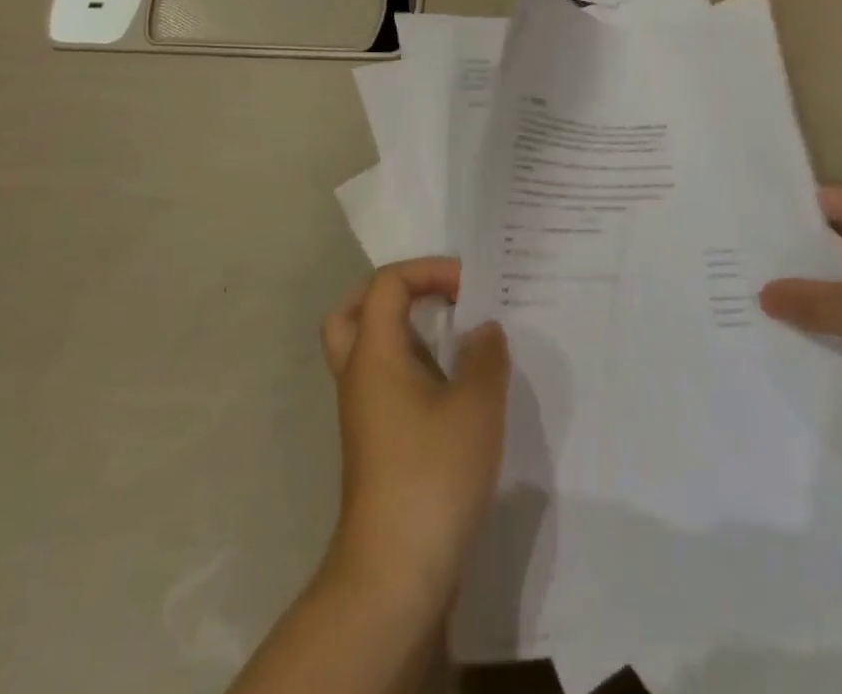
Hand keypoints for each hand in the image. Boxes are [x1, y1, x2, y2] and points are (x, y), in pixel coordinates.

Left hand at [318, 258, 509, 614]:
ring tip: (453, 337)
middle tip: (434, 298)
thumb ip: (486, 355)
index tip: (470, 288)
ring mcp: (364, 413)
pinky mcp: (377, 443)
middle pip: (354, 312)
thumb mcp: (476, 405)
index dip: (428, 271)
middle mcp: (359, 376)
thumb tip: (484, 329)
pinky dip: (413, 367)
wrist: (395, 571)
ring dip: (405, 332)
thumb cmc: (432, 473)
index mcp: (374, 354)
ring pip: (368, 350)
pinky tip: (456, 385)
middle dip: (395, 295)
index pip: (386, 283)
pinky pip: (385, 382)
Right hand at [760, 185, 841, 410]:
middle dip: (797, 255)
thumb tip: (762, 292)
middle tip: (749, 272)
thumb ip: (810, 301)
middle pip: (833, 235)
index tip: (745, 233)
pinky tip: (822, 331)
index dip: (783, 213)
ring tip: (775, 304)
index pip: (818, 199)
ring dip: (823, 286)